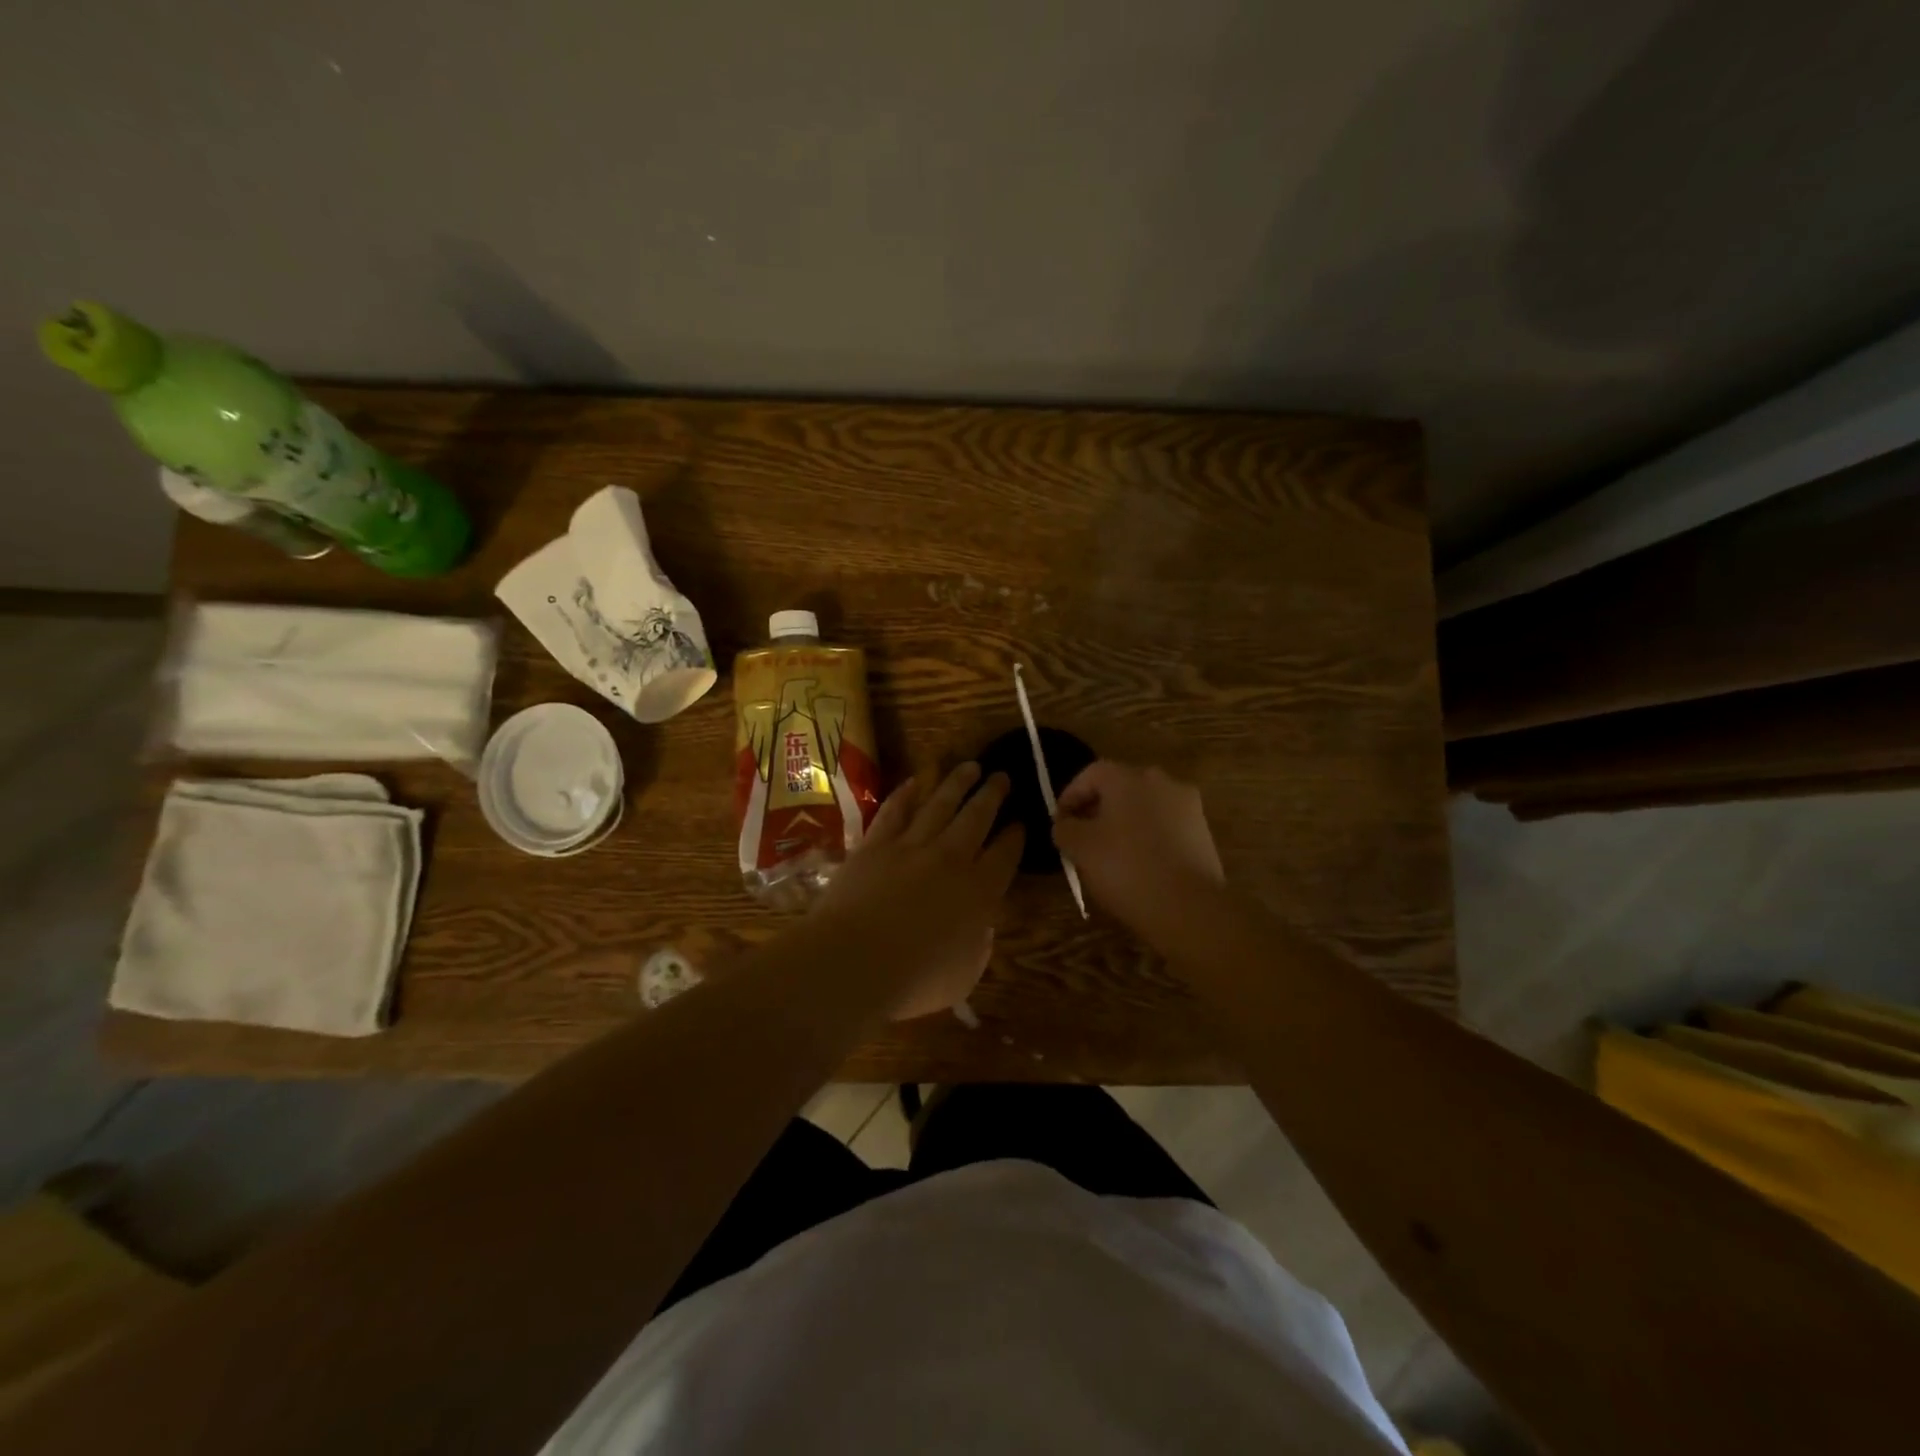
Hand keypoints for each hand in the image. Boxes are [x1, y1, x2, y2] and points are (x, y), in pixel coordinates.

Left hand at [814, 762, 1024, 1019]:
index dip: (1015, 836)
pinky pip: (895, 810)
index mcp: (979, 892)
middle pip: (977, 816)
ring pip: (940, 804)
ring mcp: (911, 846)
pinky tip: (916, 781)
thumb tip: (979, 930)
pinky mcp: (875, 844)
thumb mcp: (963, 976)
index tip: (1020, 822)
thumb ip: (977, 948)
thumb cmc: (913, 980)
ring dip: (957, 782)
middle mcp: (951, 858)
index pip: (1005, 854)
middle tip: (1001, 775)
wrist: (852, 961)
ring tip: (970, 765)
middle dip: (992, 794)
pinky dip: (907, 793)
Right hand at [1051, 761, 1222, 938]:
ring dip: (1124, 823)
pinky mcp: (1203, 832)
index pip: (1091, 774)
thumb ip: (1064, 828)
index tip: (1060, 823)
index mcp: (1129, 778)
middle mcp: (1162, 782)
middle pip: (1120, 787)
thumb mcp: (1080, 848)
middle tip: (1082, 837)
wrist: (1189, 908)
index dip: (1070, 796)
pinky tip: (1138, 865)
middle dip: (1097, 809)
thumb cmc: (1127, 869)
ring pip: (1144, 807)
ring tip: (1109, 854)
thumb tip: (1066, 824)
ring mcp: (1187, 806)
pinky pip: (1165, 827)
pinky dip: (1147, 838)